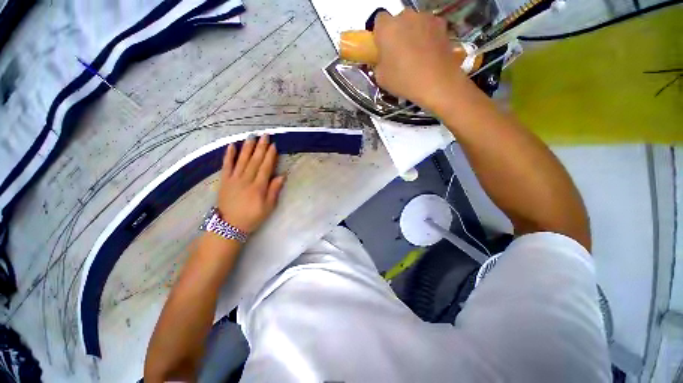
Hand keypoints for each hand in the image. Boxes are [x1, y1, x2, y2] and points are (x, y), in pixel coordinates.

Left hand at [217, 134, 284, 233]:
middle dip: (261, 147)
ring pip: (242, 160)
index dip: (270, 156)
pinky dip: (229, 155)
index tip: (274, 145)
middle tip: (265, 135)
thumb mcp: (268, 207)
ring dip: (247, 147)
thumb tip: (281, 176)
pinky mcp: (224, 180)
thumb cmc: (252, 217)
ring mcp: (234, 179)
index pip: (265, 167)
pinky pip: (226, 165)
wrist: (229, 226)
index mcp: (258, 187)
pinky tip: (232, 146)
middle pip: (255, 161)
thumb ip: (274, 191)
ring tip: (251, 136)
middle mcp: (246, 180)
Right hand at [373, 10, 466, 111]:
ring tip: (416, 55)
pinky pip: (430, 28)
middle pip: (398, 21)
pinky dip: (428, 36)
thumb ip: (379, 63)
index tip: (383, 48)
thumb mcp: (381, 78)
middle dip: (398, 33)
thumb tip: (383, 60)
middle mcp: (406, 17)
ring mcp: (426, 18)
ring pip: (415, 23)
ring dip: (413, 34)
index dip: (380, 34)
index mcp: (387, 28)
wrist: (437, 83)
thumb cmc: (404, 80)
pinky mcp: (442, 25)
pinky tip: (429, 54)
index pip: (379, 21)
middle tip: (399, 54)